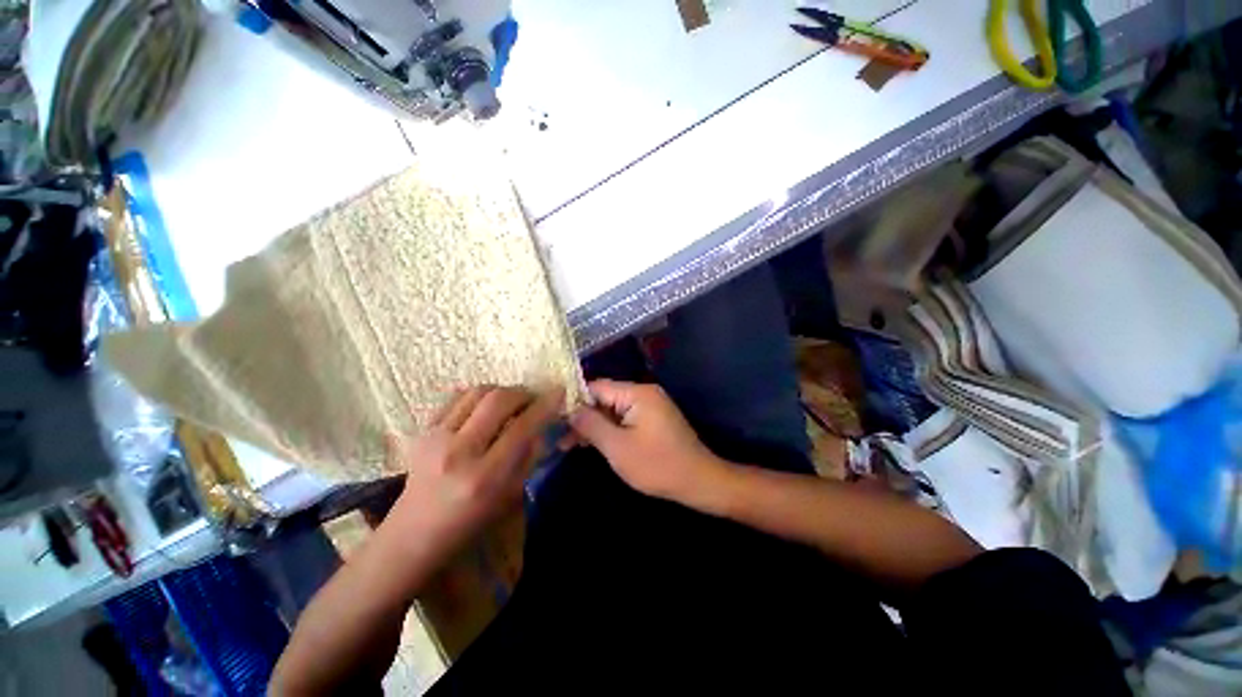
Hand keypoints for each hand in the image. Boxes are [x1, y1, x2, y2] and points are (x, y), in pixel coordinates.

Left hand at [387, 385, 562, 549]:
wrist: (415, 532)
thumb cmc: (471, 520)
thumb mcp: (512, 494)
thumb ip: (530, 455)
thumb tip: (543, 422)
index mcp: (485, 476)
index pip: (522, 427)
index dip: (545, 405)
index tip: (558, 392)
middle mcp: (459, 451)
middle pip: (498, 400)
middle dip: (523, 393)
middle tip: (533, 398)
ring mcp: (436, 438)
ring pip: (477, 392)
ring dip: (501, 391)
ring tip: (511, 402)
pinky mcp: (422, 430)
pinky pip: (457, 398)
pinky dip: (478, 397)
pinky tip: (486, 408)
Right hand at [569, 379, 725, 502]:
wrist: (698, 481)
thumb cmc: (656, 465)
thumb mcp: (617, 447)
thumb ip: (591, 424)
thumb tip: (569, 408)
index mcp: (637, 393)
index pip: (597, 387)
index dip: (573, 400)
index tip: (553, 416)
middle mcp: (644, 393)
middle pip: (604, 398)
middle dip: (582, 417)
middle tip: (560, 438)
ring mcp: (650, 406)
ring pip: (612, 410)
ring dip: (594, 425)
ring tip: (570, 445)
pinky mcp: (652, 419)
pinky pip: (624, 418)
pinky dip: (609, 430)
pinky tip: (593, 444)